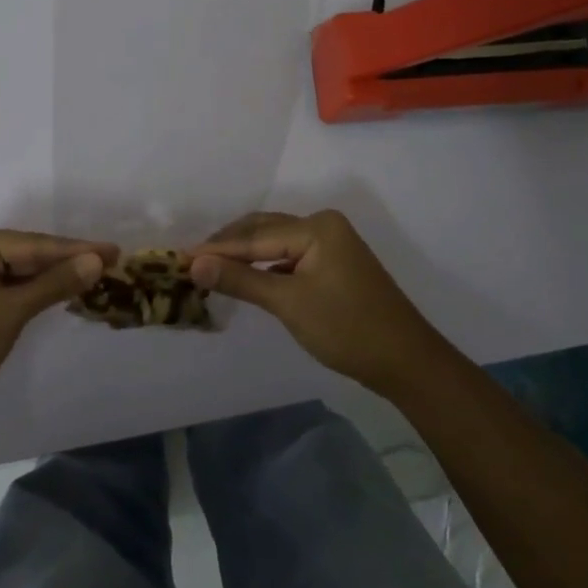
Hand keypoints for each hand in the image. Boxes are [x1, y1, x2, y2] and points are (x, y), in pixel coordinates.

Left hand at [0, 228, 118, 418]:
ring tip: (96, 273)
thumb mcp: (9, 313)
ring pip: (20, 269)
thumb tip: (97, 260)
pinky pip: (9, 284)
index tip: (115, 250)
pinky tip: (61, 289)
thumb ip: (54, 284)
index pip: (34, 244)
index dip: (77, 249)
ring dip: (54, 275)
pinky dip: (34, 289)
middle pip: (28, 252)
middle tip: (112, 261)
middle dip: (68, 260)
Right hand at [190, 210, 438, 395]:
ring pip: (275, 242)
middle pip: (263, 230)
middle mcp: (323, 225)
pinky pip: (289, 255)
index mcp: (316, 226)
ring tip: (210, 268)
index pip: (254, 236)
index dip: (216, 248)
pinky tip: (246, 277)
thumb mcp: (289, 303)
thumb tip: (195, 263)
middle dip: (228, 246)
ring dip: (244, 255)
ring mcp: (331, 243)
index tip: (180, 257)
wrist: (407, 362)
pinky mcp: (333, 263)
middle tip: (191, 262)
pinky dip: (265, 265)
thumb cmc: (347, 329)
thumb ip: (241, 280)